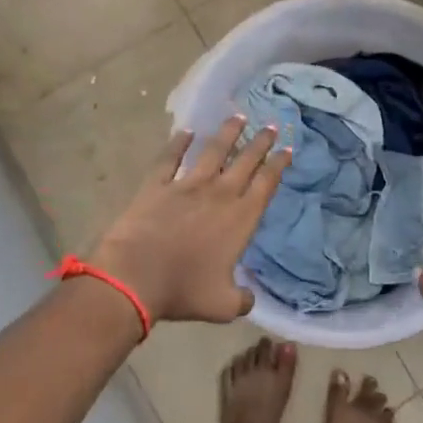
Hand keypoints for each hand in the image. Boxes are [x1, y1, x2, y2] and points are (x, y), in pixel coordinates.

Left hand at [86, 117, 289, 324]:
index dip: (279, 165)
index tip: (287, 149)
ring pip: (213, 151)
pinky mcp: (157, 185)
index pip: (266, 184)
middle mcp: (219, 194)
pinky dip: (178, 143)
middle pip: (245, 160)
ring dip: (227, 133)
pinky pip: (170, 158)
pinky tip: (186, 131)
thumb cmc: (184, 290)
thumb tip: (248, 298)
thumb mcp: (223, 305)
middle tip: (270, 125)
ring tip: (237, 117)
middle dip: (260, 142)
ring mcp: (187, 186)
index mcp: (240, 218)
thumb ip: (242, 299)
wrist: (135, 277)